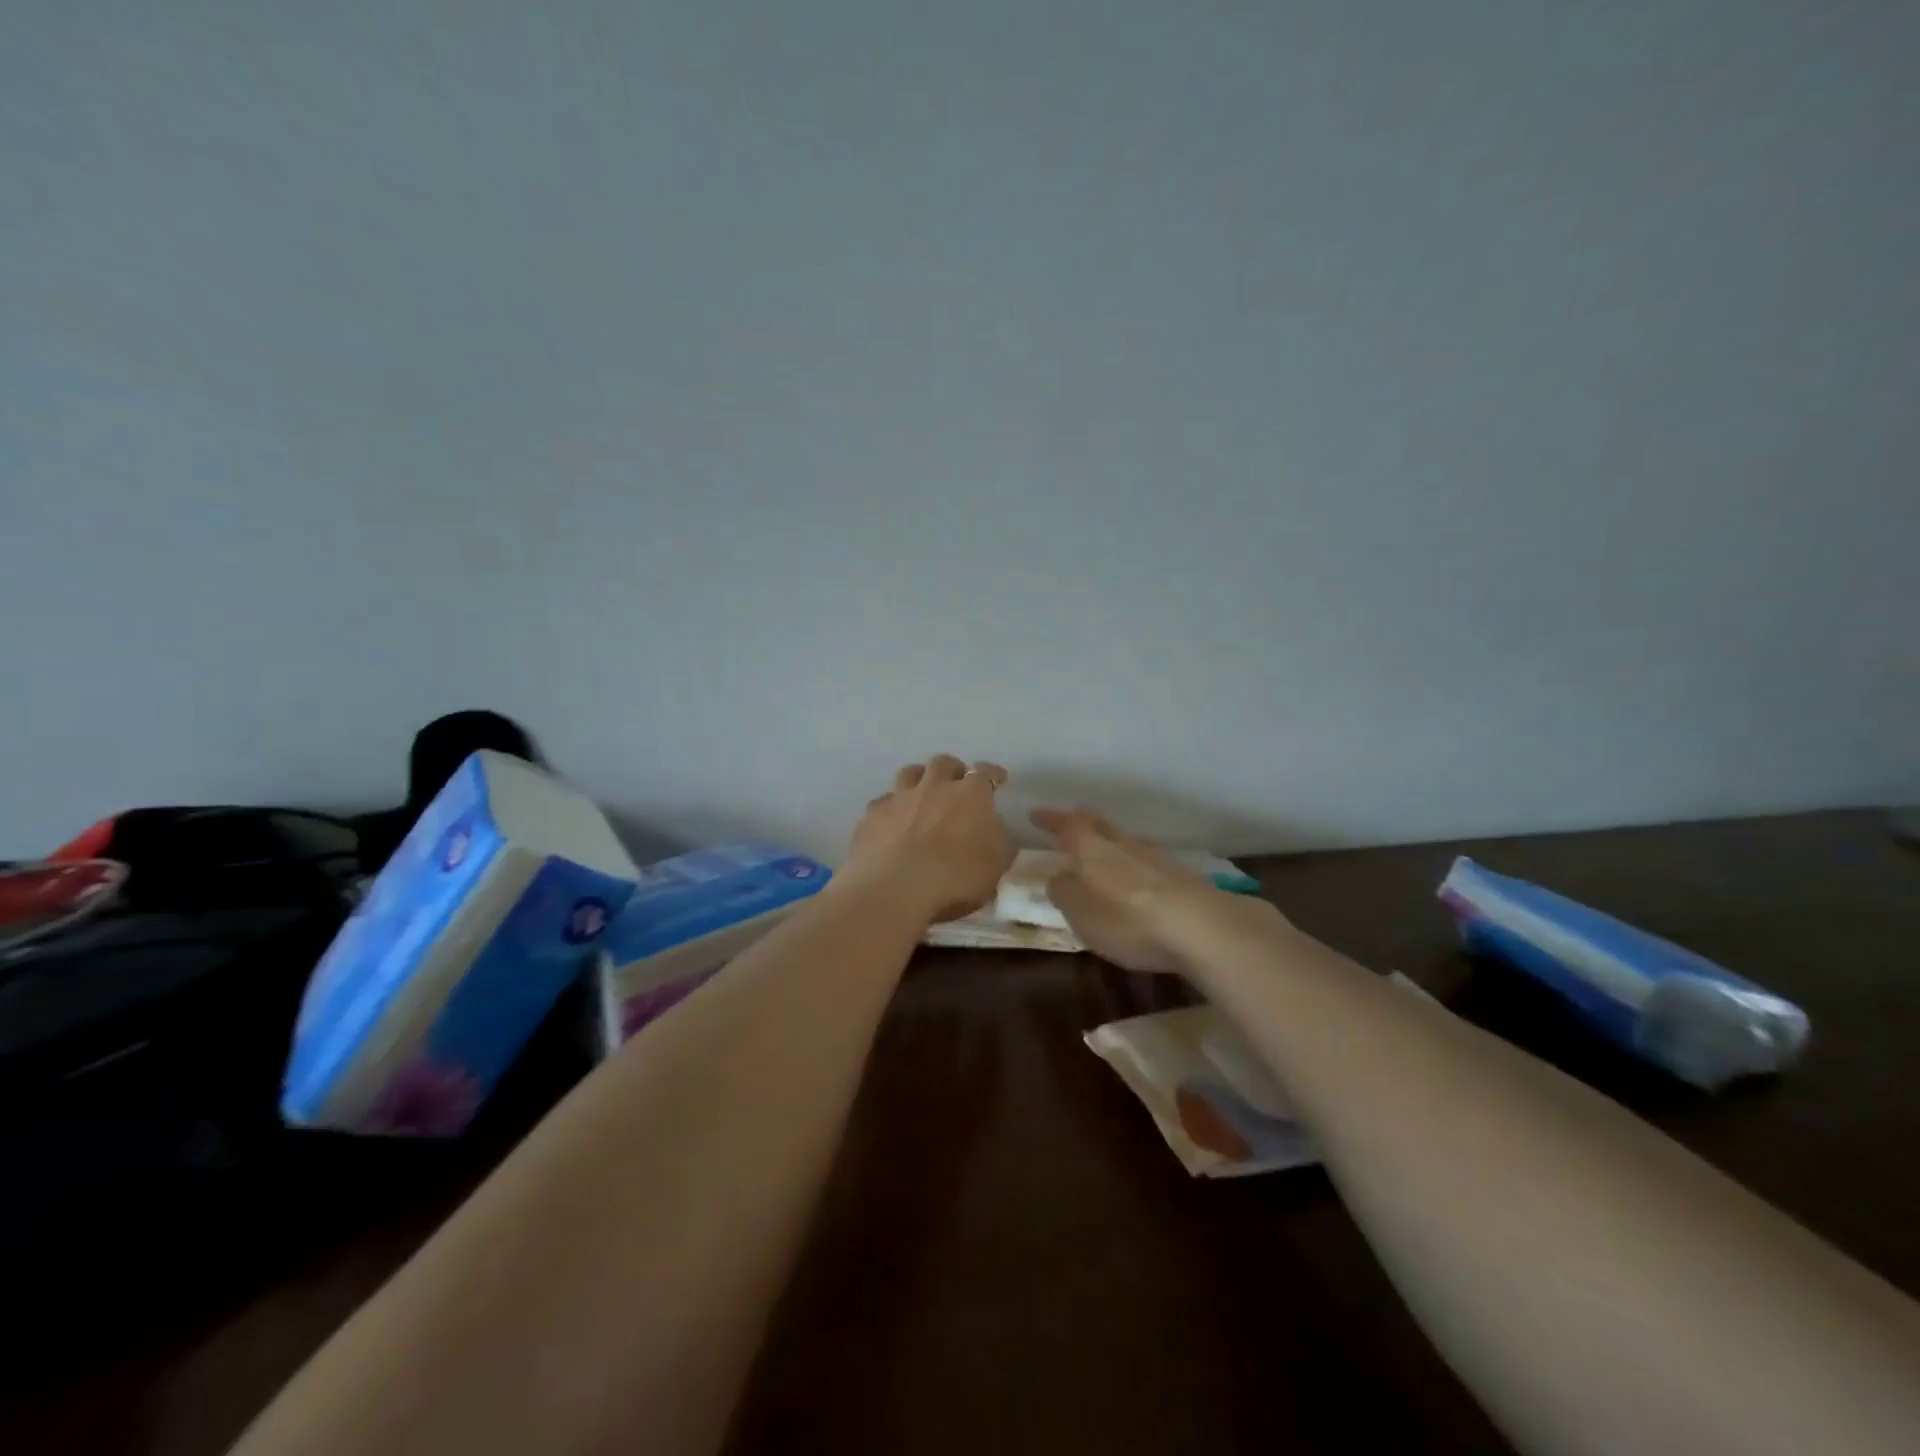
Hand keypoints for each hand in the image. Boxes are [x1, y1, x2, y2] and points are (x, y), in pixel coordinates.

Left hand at [842, 756, 1013, 924]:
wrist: (895, 888)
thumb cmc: (955, 877)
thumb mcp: (996, 865)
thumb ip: (998, 840)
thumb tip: (992, 828)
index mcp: (970, 795)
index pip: (985, 773)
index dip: (993, 774)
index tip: (998, 779)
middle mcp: (934, 787)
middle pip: (943, 763)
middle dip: (953, 769)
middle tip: (957, 782)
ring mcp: (900, 798)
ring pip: (909, 773)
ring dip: (919, 778)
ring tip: (922, 791)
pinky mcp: (872, 814)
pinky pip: (884, 801)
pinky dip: (892, 807)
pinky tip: (892, 820)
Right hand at [1029, 807, 1276, 972]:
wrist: (1204, 928)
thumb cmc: (1128, 920)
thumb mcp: (1081, 913)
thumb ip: (1064, 892)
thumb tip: (1058, 875)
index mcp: (1094, 850)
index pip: (1067, 825)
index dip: (1050, 819)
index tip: (1035, 814)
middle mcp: (1124, 845)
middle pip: (1100, 825)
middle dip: (1082, 822)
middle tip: (1069, 820)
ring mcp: (1157, 859)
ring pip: (1126, 841)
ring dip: (1110, 841)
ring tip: (1102, 849)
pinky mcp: (1182, 878)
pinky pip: (1147, 861)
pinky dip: (1133, 863)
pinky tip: (1136, 876)